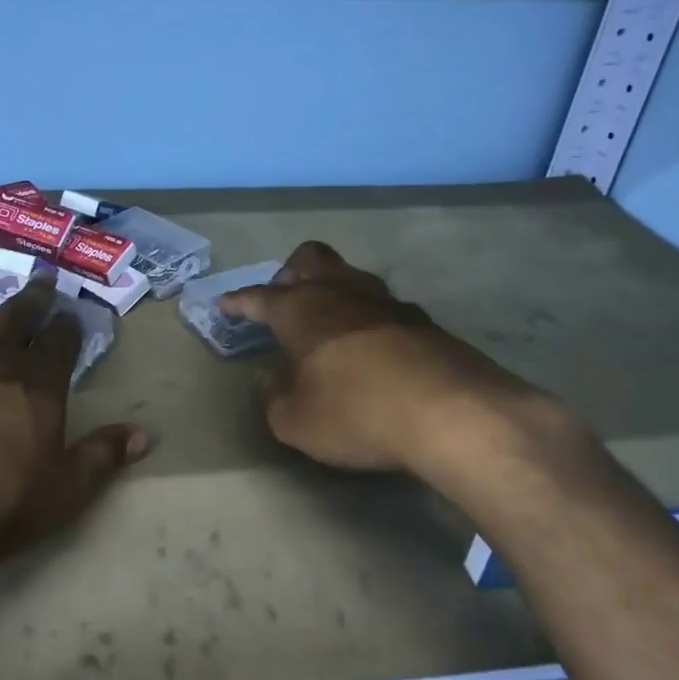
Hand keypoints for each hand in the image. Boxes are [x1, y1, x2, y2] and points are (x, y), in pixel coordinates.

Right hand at [219, 240, 551, 475]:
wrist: (452, 413)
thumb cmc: (355, 411)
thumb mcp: (295, 421)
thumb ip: (274, 397)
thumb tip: (271, 379)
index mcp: (300, 309)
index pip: (259, 297)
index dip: (239, 301)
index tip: (226, 304)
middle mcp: (341, 292)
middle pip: (311, 259)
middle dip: (291, 273)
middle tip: (283, 298)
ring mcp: (386, 302)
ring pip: (351, 277)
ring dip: (333, 292)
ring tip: (327, 322)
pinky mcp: (423, 322)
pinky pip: (382, 307)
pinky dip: (367, 319)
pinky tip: (370, 347)